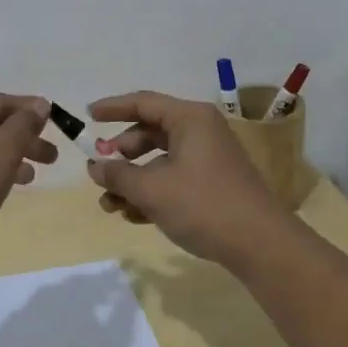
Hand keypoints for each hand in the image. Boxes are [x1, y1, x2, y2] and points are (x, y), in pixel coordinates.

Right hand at [85, 90, 296, 267]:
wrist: (259, 244)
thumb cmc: (203, 205)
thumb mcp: (152, 189)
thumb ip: (118, 175)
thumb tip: (95, 166)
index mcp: (190, 119)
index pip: (143, 103)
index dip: (112, 108)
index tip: (87, 115)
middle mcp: (200, 131)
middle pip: (150, 132)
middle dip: (121, 155)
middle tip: (100, 172)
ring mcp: (208, 158)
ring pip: (159, 160)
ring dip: (133, 180)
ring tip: (111, 205)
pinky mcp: (212, 183)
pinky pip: (173, 178)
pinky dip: (152, 192)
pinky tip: (133, 216)